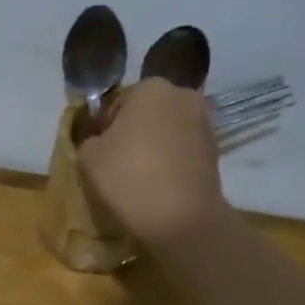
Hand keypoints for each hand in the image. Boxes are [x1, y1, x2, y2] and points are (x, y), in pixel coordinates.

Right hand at [76, 78, 228, 246]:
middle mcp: (183, 96)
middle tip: (118, 162)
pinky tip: (160, 184)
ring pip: (168, 131)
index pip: (118, 103)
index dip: (105, 127)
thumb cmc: (128, 176)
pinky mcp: (216, 150)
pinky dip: (172, 161)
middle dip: (134, 132)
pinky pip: (183, 150)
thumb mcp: (88, 157)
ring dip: (154, 146)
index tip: (100, 151)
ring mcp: (204, 123)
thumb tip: (101, 141)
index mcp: (150, 88)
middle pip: (147, 113)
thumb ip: (90, 140)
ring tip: (140, 176)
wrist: (180, 217)